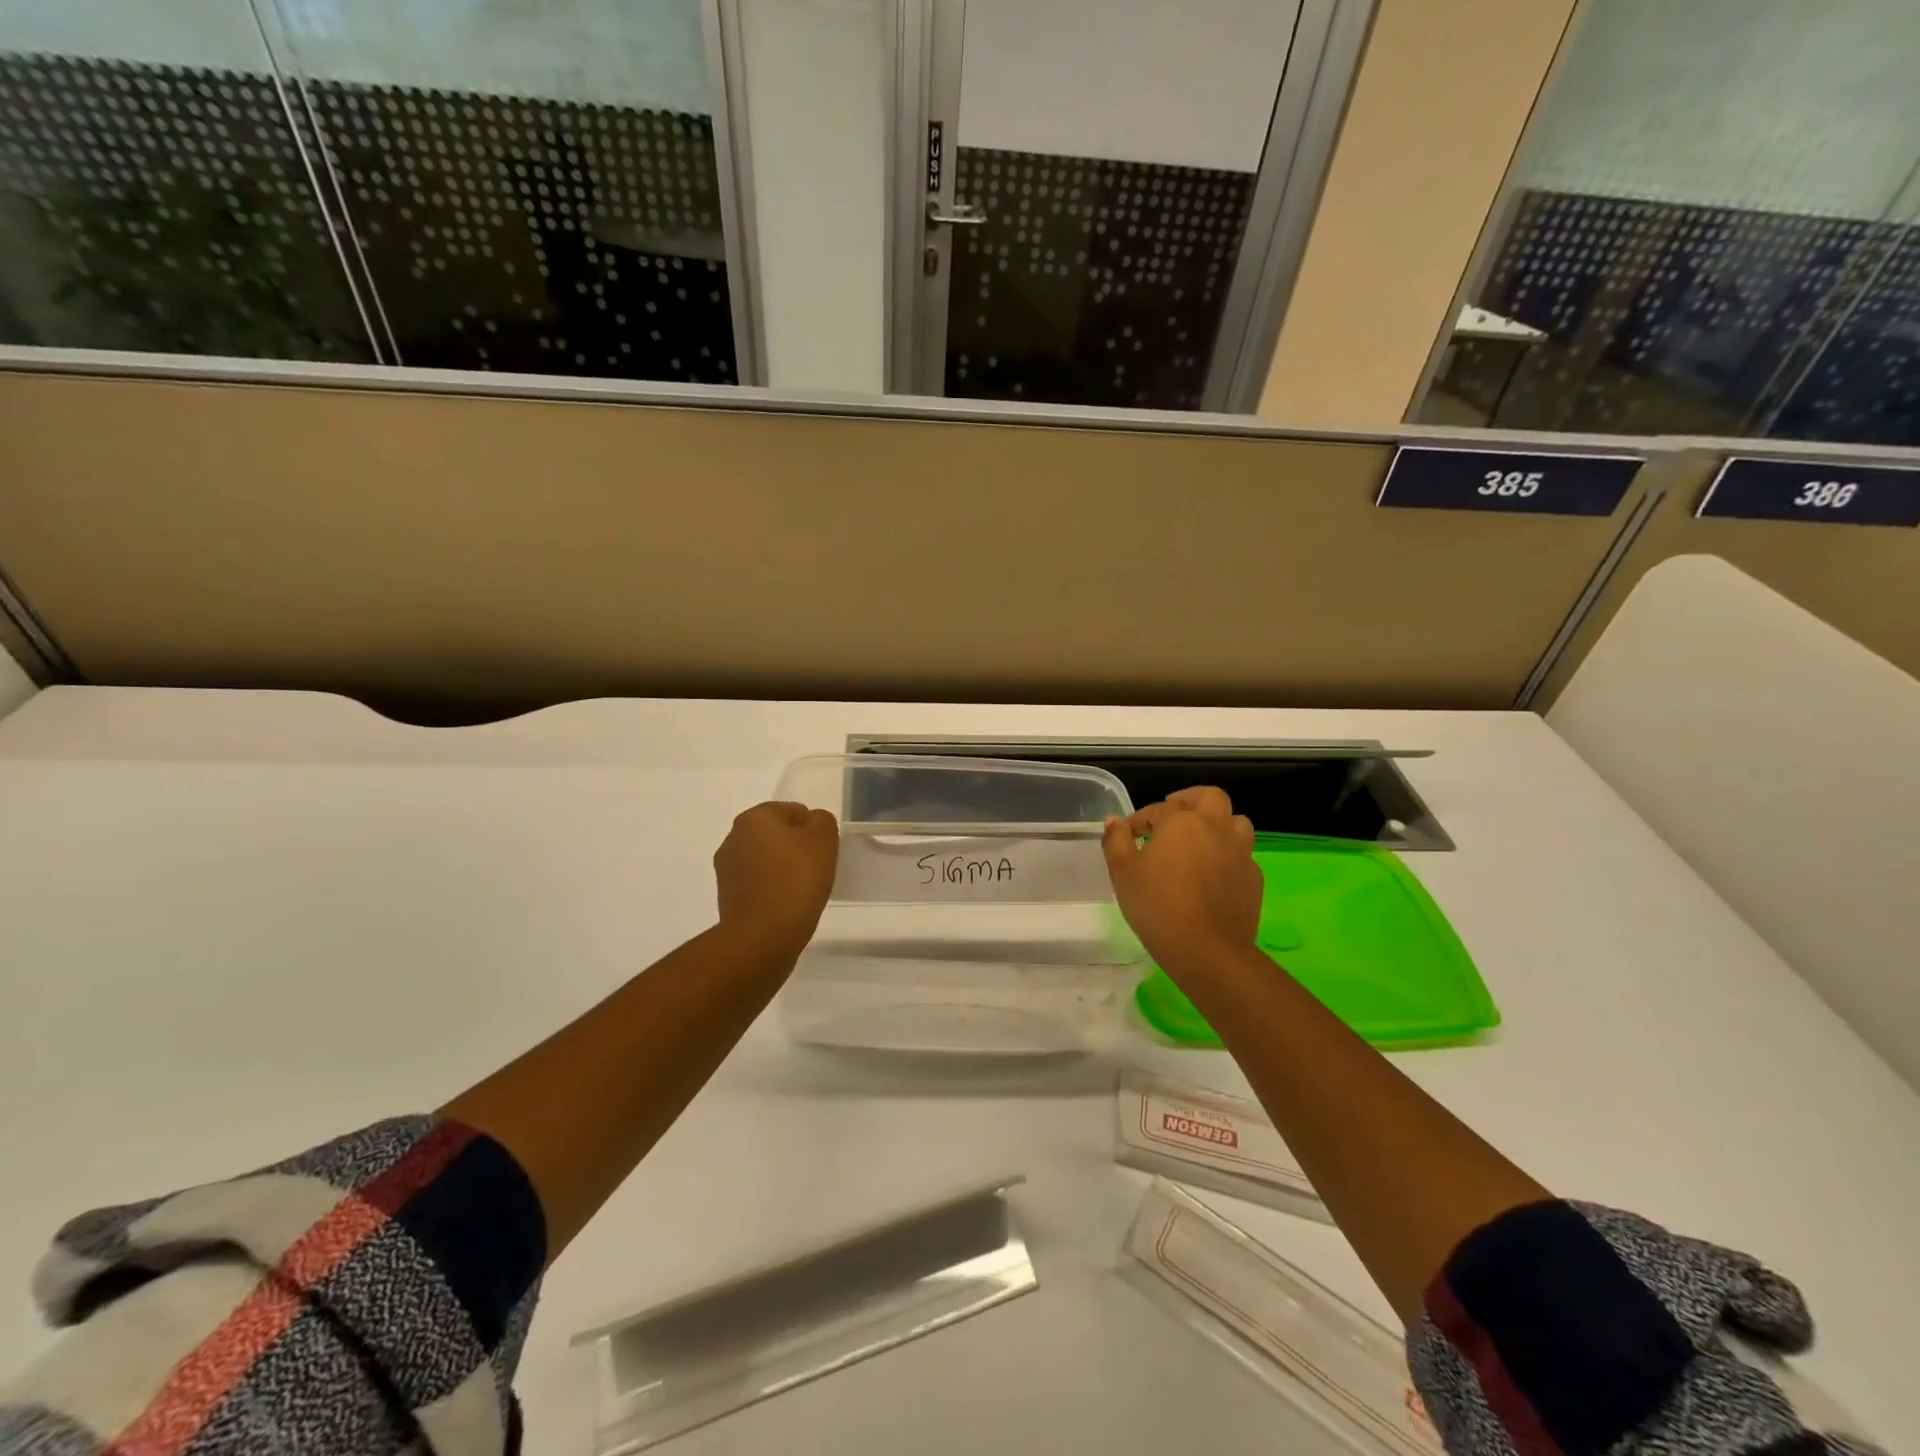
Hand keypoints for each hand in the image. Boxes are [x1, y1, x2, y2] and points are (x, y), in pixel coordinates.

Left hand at [713, 801, 839, 953]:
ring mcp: (726, 869)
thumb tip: (811, 823)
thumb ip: (821, 820)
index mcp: (754, 817)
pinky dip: (771, 889)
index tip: (821, 852)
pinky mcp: (726, 897)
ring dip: (782, 868)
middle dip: (795, 847)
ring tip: (801, 891)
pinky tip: (785, 905)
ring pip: (765, 859)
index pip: (791, 810)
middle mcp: (733, 837)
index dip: (812, 829)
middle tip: (815, 869)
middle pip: (775, 834)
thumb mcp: (824, 839)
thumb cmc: (796, 880)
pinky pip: (757, 883)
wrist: (763, 937)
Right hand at [1102, 786, 1261, 977]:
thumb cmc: (1157, 906)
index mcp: (1181, 822)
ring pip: (1235, 822)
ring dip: (1217, 825)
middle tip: (1173, 815)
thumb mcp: (1123, 873)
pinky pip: (1242, 855)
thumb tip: (1115, 822)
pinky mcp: (1254, 878)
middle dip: (1190, 800)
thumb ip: (1116, 841)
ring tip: (1199, 842)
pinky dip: (1227, 856)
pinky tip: (1213, 874)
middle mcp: (1215, 828)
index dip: (1139, 820)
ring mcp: (1240, 852)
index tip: (1128, 836)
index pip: (1157, 809)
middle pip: (1210, 797)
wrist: (1207, 951)